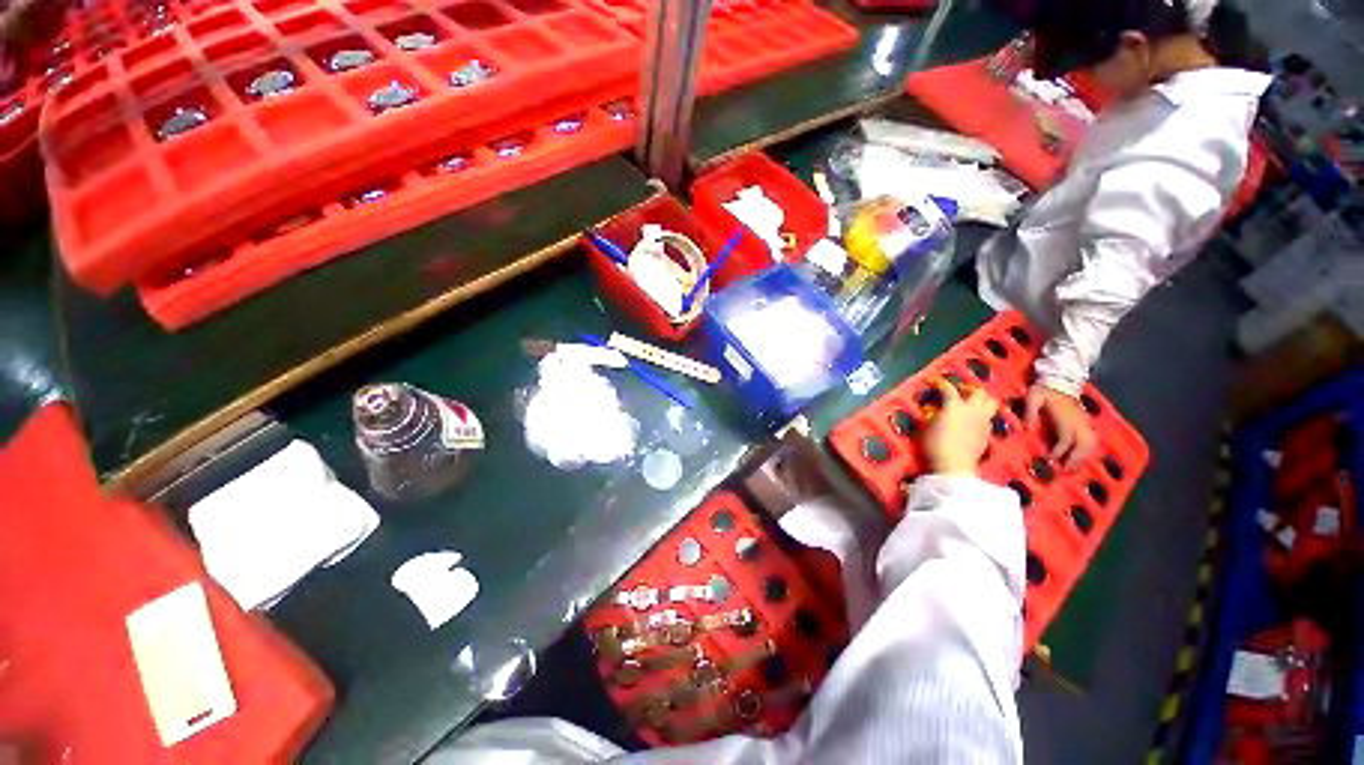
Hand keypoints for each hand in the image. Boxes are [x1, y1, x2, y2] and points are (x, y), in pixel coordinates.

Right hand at [923, 379, 996, 474]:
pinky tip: (974, 420)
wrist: (954, 465)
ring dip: (982, 400)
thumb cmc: (935, 444)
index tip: (936, 383)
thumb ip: (933, 414)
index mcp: (954, 405)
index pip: (949, 389)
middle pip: (978, 392)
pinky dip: (982, 414)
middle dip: (969, 389)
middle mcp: (972, 410)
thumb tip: (935, 409)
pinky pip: (989, 417)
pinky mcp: (987, 433)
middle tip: (960, 392)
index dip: (941, 384)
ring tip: (972, 403)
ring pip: (990, 402)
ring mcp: (983, 421)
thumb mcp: (927, 426)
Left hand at [1024, 384, 1096, 471]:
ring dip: (1084, 457)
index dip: (1058, 453)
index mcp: (1065, 419)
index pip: (1065, 441)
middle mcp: (1078, 423)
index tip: (1050, 461)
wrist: (1060, 380)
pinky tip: (1084, 456)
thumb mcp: (1032, 398)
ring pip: (1091, 444)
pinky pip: (1093, 439)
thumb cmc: (1044, 390)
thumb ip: (1029, 413)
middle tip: (1065, 471)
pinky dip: (1090, 449)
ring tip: (1074, 467)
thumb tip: (1026, 429)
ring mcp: (1085, 422)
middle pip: (1083, 446)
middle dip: (1075, 460)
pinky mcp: (1087, 421)